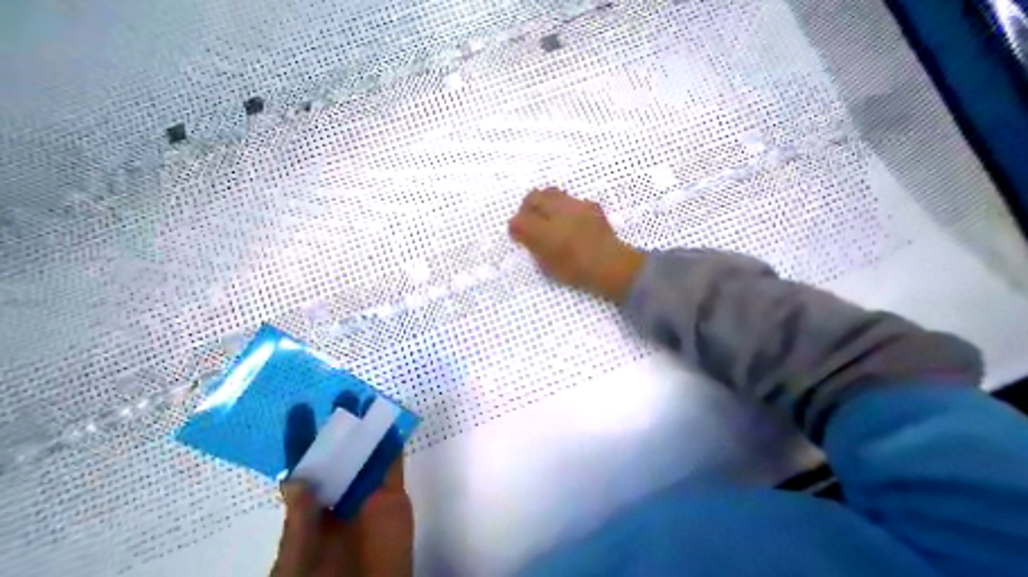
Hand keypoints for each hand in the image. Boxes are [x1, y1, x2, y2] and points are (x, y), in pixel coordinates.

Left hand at [276, 400, 418, 573]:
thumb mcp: (297, 564)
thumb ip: (299, 524)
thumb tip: (296, 480)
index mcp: (309, 512)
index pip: (303, 469)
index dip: (300, 440)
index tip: (301, 409)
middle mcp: (338, 495)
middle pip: (338, 454)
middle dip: (339, 426)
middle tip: (342, 395)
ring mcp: (367, 492)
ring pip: (366, 453)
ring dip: (368, 429)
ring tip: (368, 400)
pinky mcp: (392, 492)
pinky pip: (393, 463)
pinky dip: (393, 443)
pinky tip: (392, 422)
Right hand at [509, 187, 645, 302]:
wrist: (611, 264)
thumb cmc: (577, 271)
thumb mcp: (548, 266)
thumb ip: (533, 247)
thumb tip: (523, 234)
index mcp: (546, 233)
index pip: (519, 220)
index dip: (515, 226)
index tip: (517, 233)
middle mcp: (558, 213)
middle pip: (533, 197)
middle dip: (527, 208)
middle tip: (529, 220)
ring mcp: (576, 206)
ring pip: (551, 192)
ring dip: (543, 203)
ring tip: (547, 217)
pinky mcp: (590, 205)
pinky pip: (569, 199)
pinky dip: (562, 207)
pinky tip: (568, 220)